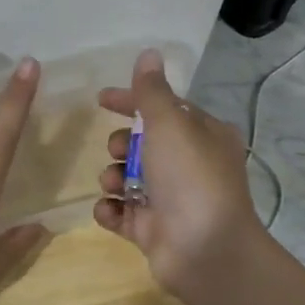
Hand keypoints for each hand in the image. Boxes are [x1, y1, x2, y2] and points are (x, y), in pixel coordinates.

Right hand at [94, 48, 265, 300]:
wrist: (204, 251)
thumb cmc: (190, 178)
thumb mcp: (170, 124)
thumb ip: (151, 91)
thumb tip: (148, 54)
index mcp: (203, 136)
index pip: (164, 108)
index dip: (131, 101)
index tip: (100, 99)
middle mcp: (189, 165)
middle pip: (142, 144)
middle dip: (121, 144)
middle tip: (117, 151)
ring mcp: (170, 200)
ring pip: (127, 178)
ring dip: (112, 177)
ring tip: (113, 184)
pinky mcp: (151, 229)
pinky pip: (120, 212)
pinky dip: (110, 209)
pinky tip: (109, 209)